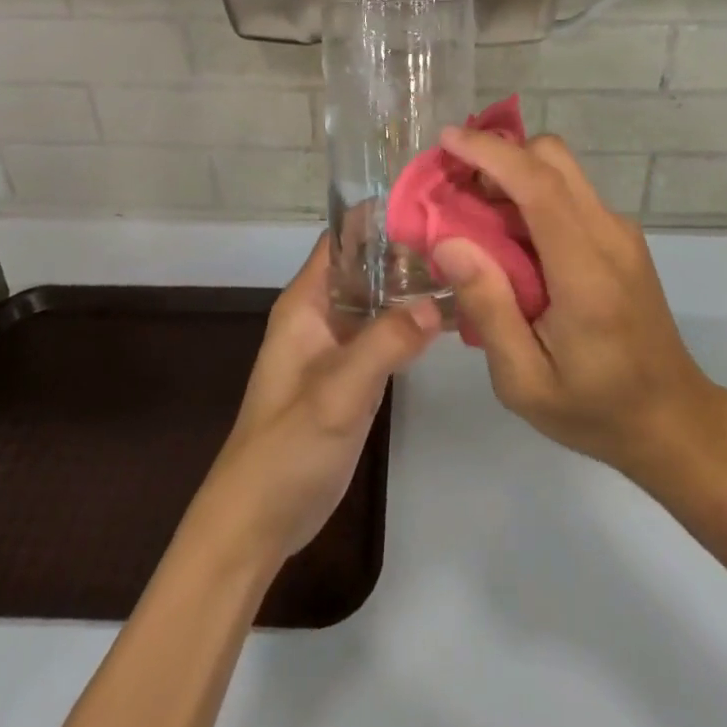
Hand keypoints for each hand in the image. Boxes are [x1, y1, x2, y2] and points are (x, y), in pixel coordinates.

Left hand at [193, 233, 440, 564]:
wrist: (259, 520)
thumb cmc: (287, 447)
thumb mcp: (338, 391)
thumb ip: (386, 343)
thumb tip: (438, 300)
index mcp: (305, 303)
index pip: (342, 239)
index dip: (380, 217)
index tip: (430, 205)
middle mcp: (321, 314)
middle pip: (366, 265)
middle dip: (407, 250)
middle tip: (464, 239)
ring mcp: (338, 345)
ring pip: (378, 299)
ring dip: (412, 285)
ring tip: (467, 268)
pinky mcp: (352, 375)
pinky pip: (385, 333)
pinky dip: (412, 322)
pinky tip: (450, 316)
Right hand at [430, 129, 726, 488]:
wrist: (673, 419)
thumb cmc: (594, 408)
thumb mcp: (524, 381)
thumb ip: (487, 308)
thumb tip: (448, 243)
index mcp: (586, 272)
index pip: (539, 186)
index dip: (491, 153)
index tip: (447, 140)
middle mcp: (610, 235)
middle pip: (552, 158)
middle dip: (498, 153)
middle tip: (456, 183)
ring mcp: (621, 232)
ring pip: (562, 169)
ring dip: (514, 171)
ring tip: (474, 209)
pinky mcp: (622, 236)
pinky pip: (571, 192)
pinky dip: (532, 190)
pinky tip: (510, 233)